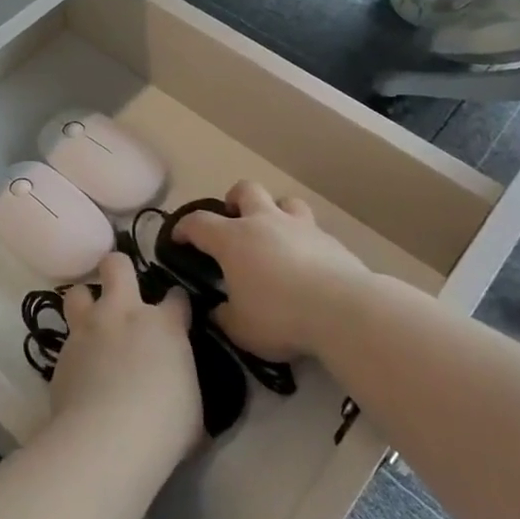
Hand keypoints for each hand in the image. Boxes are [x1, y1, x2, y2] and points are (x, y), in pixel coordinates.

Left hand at [48, 252, 200, 464]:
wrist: (108, 438)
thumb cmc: (164, 424)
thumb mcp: (191, 405)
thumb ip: (181, 381)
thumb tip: (178, 388)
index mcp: (164, 324)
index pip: (176, 297)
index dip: (176, 302)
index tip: (176, 312)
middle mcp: (123, 314)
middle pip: (116, 266)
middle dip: (118, 269)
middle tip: (121, 287)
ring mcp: (88, 329)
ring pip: (77, 292)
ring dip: (84, 302)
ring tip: (90, 322)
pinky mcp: (61, 353)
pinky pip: (66, 339)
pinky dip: (74, 349)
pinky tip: (79, 370)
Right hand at [172, 181, 374, 361]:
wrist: (342, 310)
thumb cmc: (280, 316)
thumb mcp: (240, 328)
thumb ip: (225, 317)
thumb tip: (219, 310)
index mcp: (233, 240)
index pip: (199, 223)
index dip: (184, 228)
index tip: (177, 238)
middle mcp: (264, 222)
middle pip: (245, 190)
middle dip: (235, 200)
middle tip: (233, 222)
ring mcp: (300, 227)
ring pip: (285, 201)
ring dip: (276, 212)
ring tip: (275, 236)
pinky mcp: (330, 240)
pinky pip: (312, 230)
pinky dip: (304, 241)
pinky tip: (308, 264)